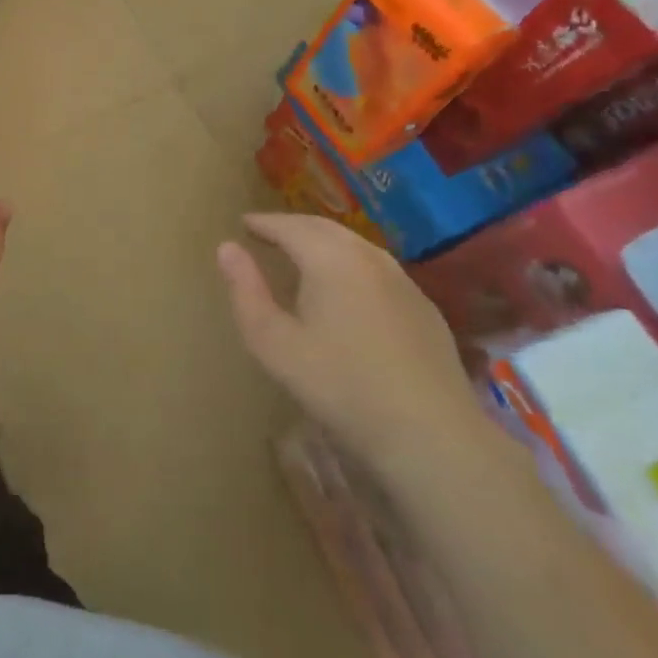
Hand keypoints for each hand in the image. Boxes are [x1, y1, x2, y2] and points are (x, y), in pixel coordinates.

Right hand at [217, 214, 485, 476]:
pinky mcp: (424, 308)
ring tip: (302, 254)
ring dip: (324, 242)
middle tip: (268, 233)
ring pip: (355, 246)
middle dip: (293, 226)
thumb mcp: (274, 343)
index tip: (243, 223)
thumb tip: (227, 248)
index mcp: (330, 259)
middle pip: (324, 228)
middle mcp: (369, 258)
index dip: (264, 223)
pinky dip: (350, 263)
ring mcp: (403, 281)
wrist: (430, 434)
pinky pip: (377, 268)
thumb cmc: (340, 386)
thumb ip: (246, 291)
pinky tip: (347, 287)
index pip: (290, 226)